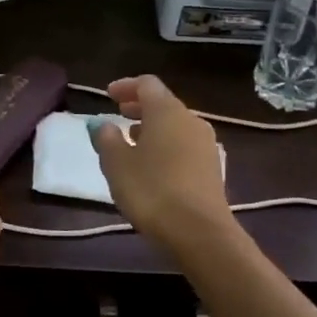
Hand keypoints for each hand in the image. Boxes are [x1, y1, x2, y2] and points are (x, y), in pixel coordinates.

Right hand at [92, 75, 236, 252]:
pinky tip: (152, 162)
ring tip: (132, 139)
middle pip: (163, 103)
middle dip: (139, 106)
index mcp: (166, 111)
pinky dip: (166, 143)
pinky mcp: (211, 167)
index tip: (108, 95)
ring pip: (175, 124)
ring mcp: (205, 143)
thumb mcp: (117, 164)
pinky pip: (184, 144)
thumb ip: (107, 139)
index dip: (126, 86)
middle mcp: (190, 120)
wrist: (199, 232)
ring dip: (153, 126)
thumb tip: (104, 124)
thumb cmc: (151, 190)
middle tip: (118, 113)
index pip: (147, 84)